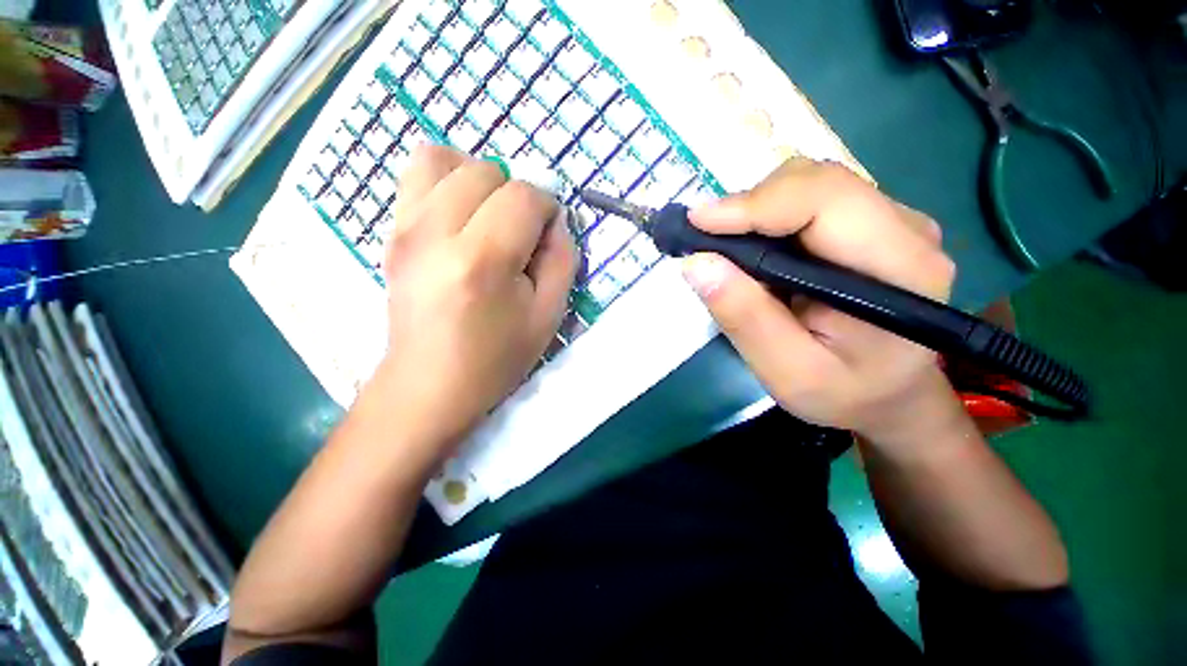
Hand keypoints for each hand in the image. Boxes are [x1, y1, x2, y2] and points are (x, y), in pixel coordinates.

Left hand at [369, 145, 577, 464]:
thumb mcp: (548, 316)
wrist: (430, 383)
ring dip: (479, 179)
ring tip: (488, 217)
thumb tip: (555, 222)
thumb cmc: (496, 357)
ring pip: (444, 158)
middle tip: (519, 234)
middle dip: (515, 195)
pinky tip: (459, 215)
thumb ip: (562, 260)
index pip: (524, 197)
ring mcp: (404, 227)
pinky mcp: (391, 231)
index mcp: (482, 260)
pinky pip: (415, 174)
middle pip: (486, 171)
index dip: (547, 210)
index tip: (547, 238)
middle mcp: (435, 232)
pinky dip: (446, 179)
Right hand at [682, 158, 963, 446]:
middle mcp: (905, 230)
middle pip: (816, 182)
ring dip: (755, 211)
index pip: (825, 200)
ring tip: (726, 250)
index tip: (697, 224)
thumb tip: (696, 263)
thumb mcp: (788, 372)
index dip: (755, 204)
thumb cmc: (845, 392)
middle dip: (749, 205)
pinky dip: (768, 218)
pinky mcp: (871, 224)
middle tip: (705, 241)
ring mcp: (891, 221)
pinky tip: (753, 250)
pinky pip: (810, 200)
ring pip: (809, 185)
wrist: (890, 394)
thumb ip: (745, 318)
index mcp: (900, 268)